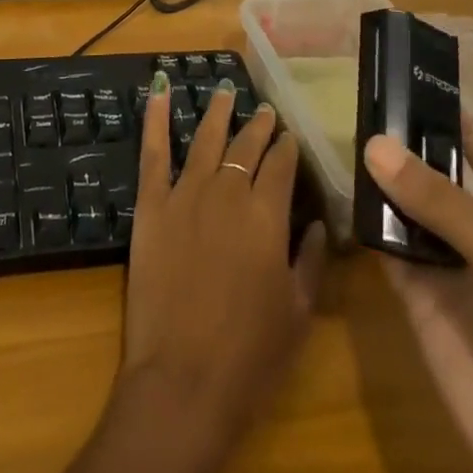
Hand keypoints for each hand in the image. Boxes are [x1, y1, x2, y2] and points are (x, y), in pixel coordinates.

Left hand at [41, 74, 327, 472]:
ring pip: (205, 138)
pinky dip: (154, 117)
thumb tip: (320, 222)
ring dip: (218, 112)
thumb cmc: (249, 357)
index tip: (290, 137)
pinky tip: (158, 89)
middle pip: (246, 147)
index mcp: (267, 216)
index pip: (281, 166)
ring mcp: (185, 194)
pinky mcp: (151, 204)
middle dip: (258, 126)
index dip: (287, 148)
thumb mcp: (297, 313)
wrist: (182, 382)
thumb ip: (312, 261)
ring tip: (226, 90)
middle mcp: (227, 192)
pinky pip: (153, 152)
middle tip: (265, 110)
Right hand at [364, 120, 472, 472]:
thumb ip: (443, 204)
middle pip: (444, 182)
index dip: (459, 124)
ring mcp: (455, 275)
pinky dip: (369, 226)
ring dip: (385, 182)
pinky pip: (391, 253)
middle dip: (410, 148)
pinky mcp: (422, 306)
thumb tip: (374, 145)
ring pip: (412, 214)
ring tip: (346, 136)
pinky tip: (344, 194)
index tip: (415, 83)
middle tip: (364, 104)